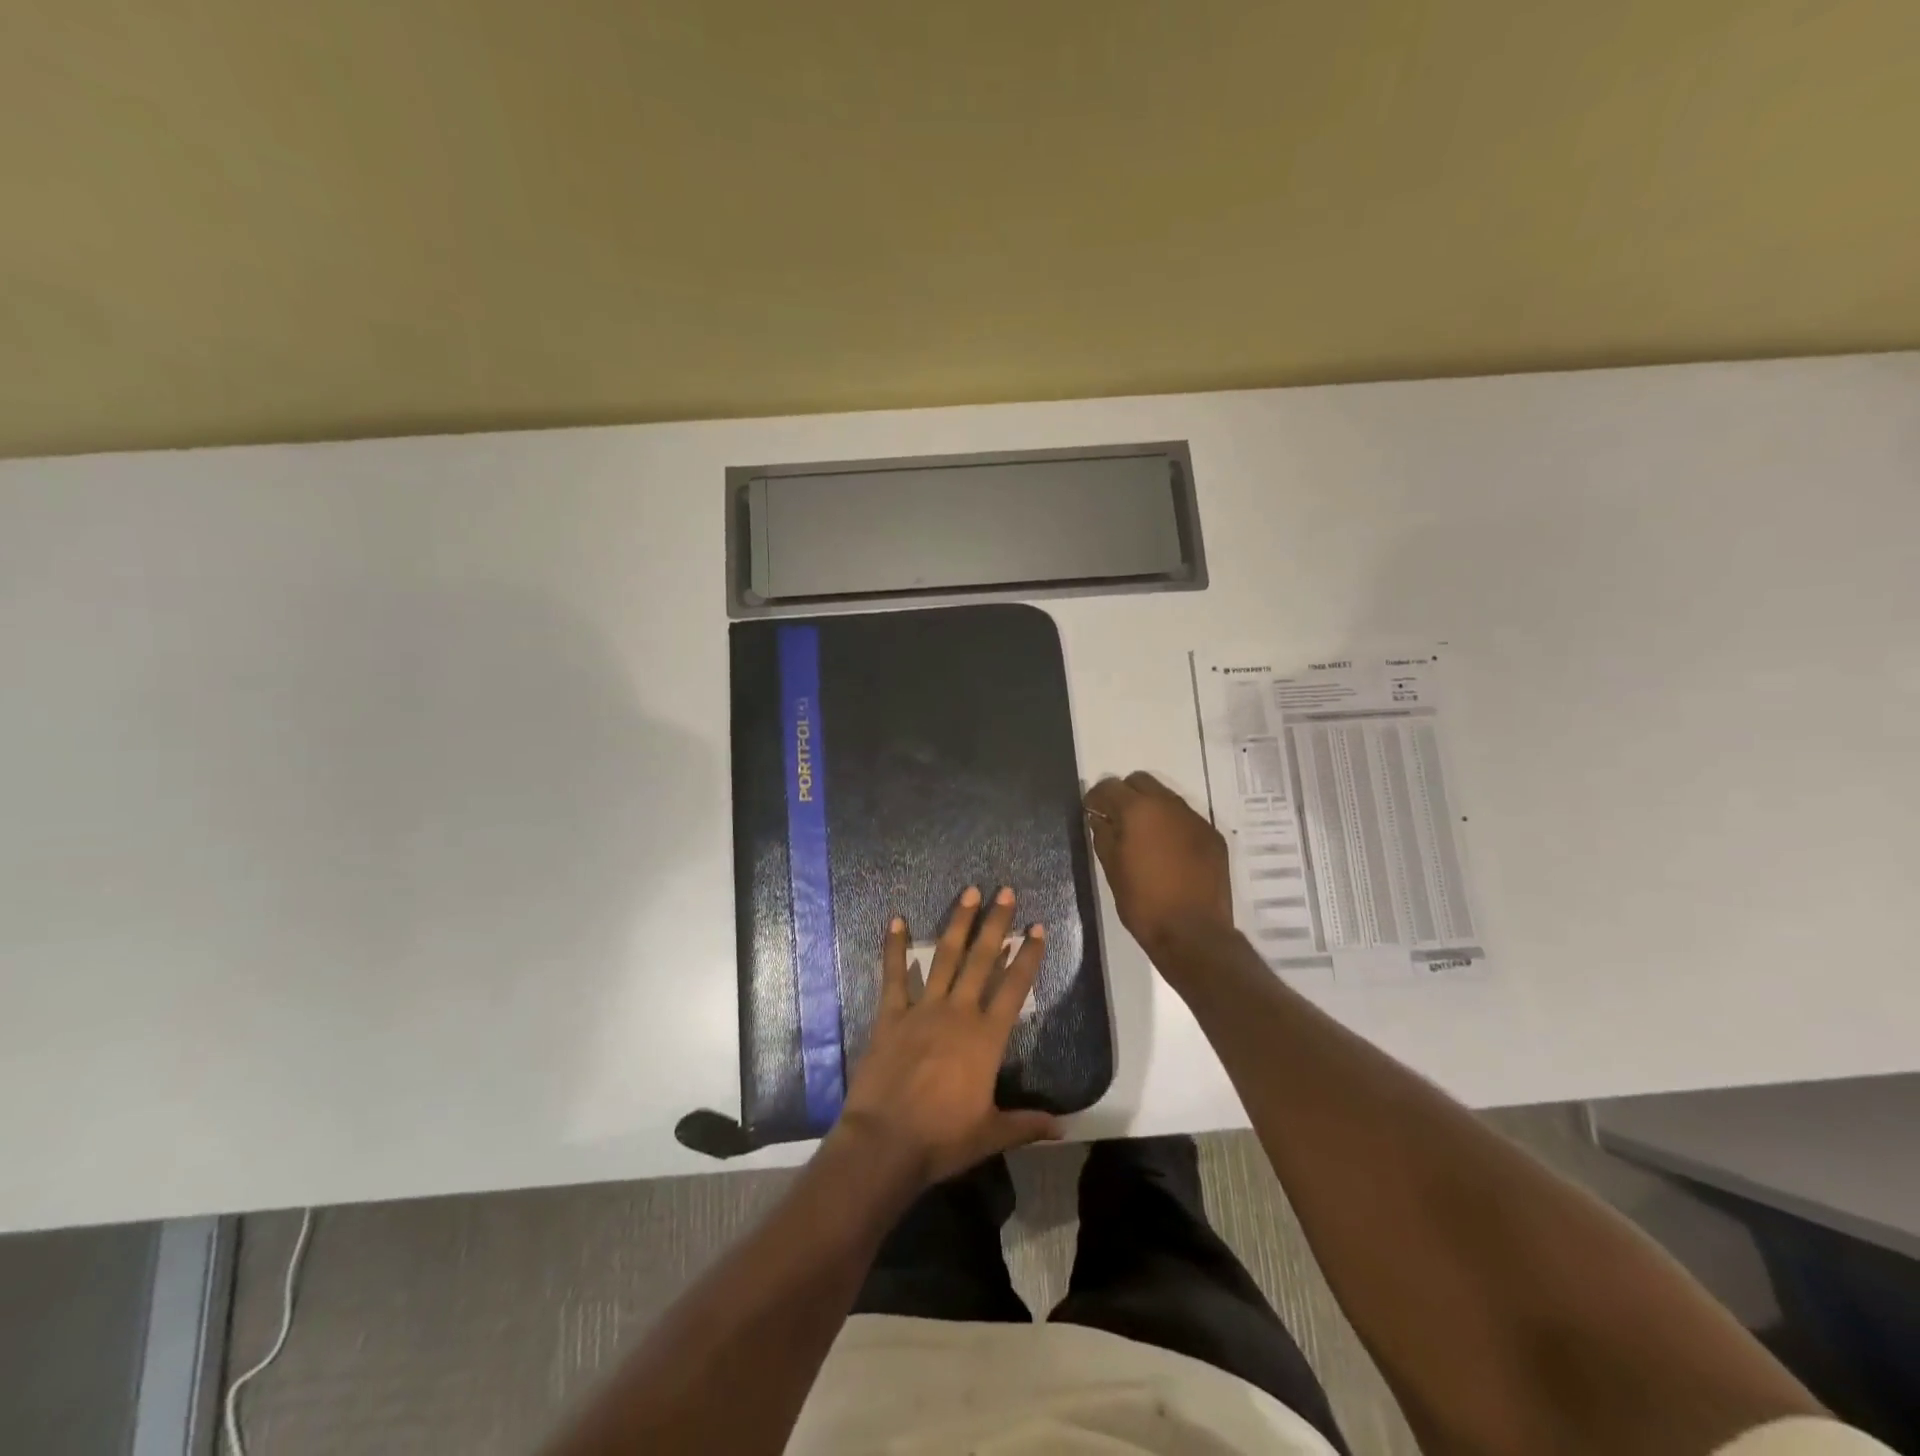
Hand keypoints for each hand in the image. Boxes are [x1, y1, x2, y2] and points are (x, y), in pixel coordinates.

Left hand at [834, 886, 1060, 1190]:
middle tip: (1006, 891)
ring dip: (958, 923)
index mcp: (986, 1038)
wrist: (885, 1142)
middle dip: (996, 924)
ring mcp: (923, 1009)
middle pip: (982, 960)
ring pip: (945, 957)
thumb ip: (1026, 1124)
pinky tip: (896, 920)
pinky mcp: (891, 1015)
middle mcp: (958, 1013)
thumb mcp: (990, 1134)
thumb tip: (1063, 1127)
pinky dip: (894, 947)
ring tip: (969, 892)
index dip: (1028, 956)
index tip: (1037, 928)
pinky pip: (894, 975)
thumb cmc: (942, 1139)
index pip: (1015, 988)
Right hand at [1084, 771, 1233, 954]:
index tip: (1091, 812)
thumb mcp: (1112, 870)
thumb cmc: (1143, 903)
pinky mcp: (1213, 836)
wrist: (1194, 933)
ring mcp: (1195, 819)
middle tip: (1116, 820)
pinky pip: (1186, 819)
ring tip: (1143, 837)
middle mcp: (1169, 805)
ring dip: (1151, 808)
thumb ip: (1103, 835)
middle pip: (1141, 781)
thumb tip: (1099, 818)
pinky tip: (1168, 852)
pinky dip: (1172, 826)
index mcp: (1138, 810)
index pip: (1110, 786)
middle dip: (1125, 794)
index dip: (1096, 797)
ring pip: (1166, 798)